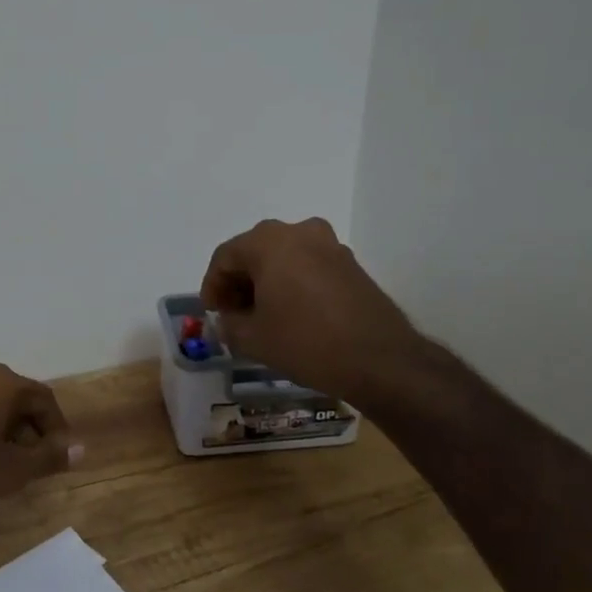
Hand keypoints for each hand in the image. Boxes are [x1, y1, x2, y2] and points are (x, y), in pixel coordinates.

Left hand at [0, 364, 82, 510]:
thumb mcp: (12, 469)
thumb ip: (49, 457)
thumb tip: (81, 449)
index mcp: (3, 382)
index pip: (44, 400)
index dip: (58, 430)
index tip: (60, 458)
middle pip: (19, 400)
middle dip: (32, 431)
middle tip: (35, 465)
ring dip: (8, 433)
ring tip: (8, 467)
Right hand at [201, 217, 422, 399]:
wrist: (379, 359)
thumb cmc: (305, 342)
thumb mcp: (252, 339)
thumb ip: (229, 324)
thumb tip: (228, 319)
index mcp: (269, 242)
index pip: (225, 257)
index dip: (212, 285)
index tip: (212, 312)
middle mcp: (300, 232)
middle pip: (255, 251)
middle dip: (239, 281)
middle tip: (233, 312)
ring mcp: (330, 245)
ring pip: (283, 257)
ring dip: (266, 281)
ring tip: (261, 315)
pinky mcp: (350, 264)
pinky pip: (308, 265)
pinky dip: (292, 283)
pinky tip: (291, 313)